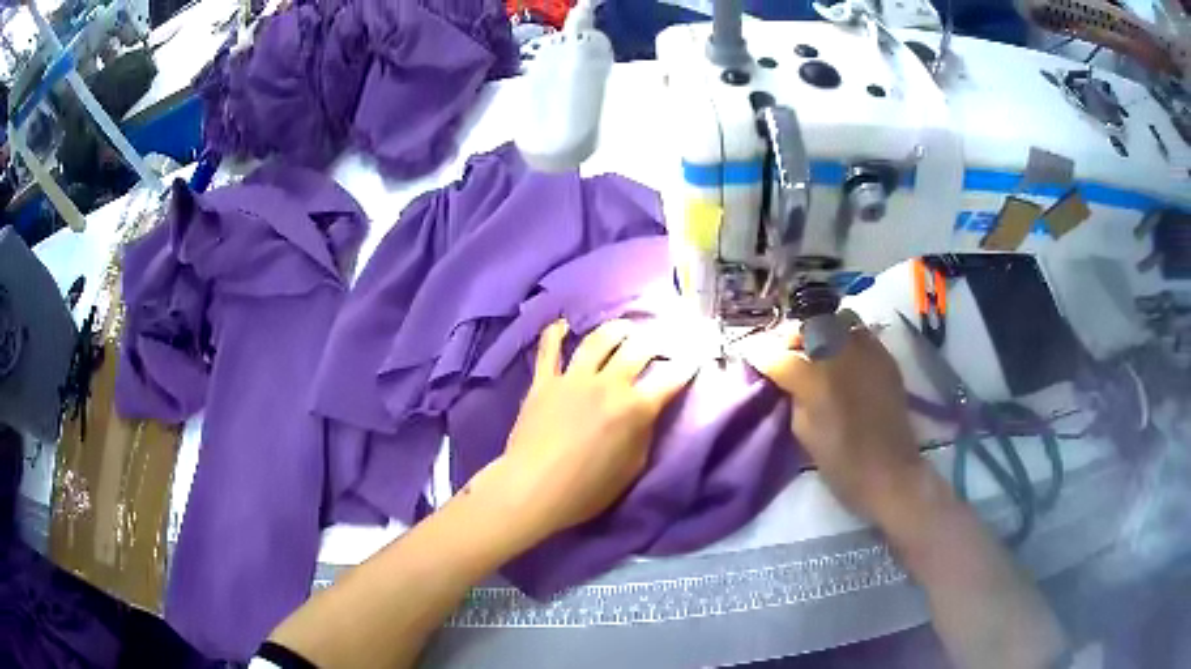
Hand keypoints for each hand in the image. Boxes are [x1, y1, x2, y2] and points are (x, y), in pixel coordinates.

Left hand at [473, 319, 696, 542]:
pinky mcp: (544, 381)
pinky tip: (562, 324)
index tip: (695, 355)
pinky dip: (555, 333)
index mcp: (635, 408)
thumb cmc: (588, 489)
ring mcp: (573, 378)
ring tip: (623, 328)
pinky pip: (549, 349)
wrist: (533, 488)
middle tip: (659, 342)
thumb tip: (648, 412)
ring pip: (599, 340)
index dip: (687, 364)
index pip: (671, 378)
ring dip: (615, 330)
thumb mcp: (633, 468)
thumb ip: (644, 433)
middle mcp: (608, 384)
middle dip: (655, 341)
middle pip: (638, 349)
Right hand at [740, 312, 925, 521]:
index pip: (778, 354)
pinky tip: (844, 361)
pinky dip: (847, 340)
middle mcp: (841, 354)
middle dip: (793, 338)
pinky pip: (861, 334)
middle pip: (809, 327)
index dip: (762, 354)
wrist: (888, 472)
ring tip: (818, 354)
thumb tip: (783, 377)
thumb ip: (791, 395)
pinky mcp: (885, 357)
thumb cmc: (840, 461)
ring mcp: (867, 350)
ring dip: (823, 334)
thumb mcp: (802, 430)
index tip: (753, 357)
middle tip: (787, 355)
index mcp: (815, 378)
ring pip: (838, 322)